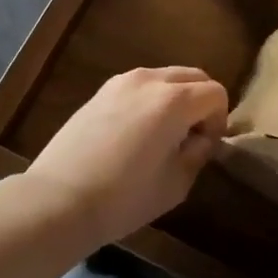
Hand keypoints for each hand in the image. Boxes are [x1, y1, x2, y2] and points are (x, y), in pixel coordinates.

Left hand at [25, 66, 228, 247]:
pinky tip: (135, 133)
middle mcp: (151, 80)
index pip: (216, 93)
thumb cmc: (123, 198)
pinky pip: (140, 86)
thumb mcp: (176, 184)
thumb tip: (201, 139)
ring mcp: (122, 81)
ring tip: (162, 135)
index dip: (219, 119)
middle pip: (194, 77)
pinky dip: (150, 100)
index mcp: (174, 100)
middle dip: (201, 102)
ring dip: (175, 98)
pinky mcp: (101, 91)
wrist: (57, 200)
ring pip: (166, 77)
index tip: (206, 147)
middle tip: (190, 138)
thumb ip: (198, 154)